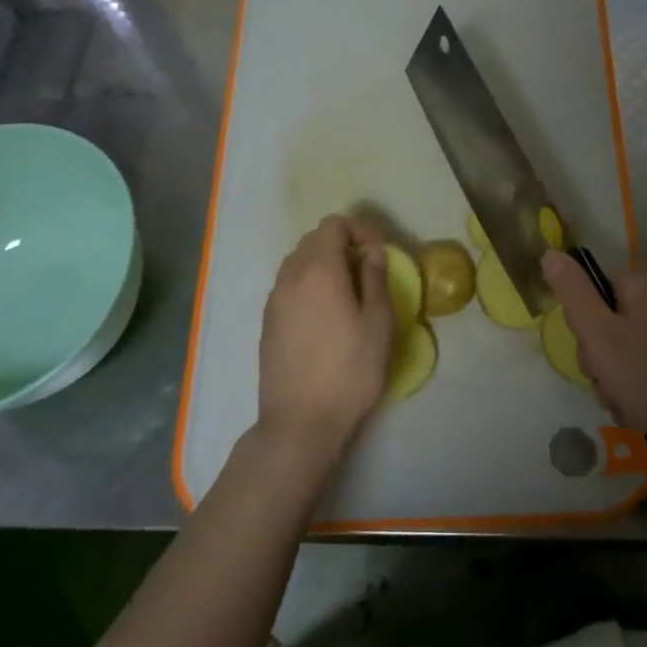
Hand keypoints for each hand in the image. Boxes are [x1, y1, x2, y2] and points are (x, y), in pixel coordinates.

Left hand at [255, 215, 394, 471]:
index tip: (380, 253)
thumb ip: (375, 280)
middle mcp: (290, 277)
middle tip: (367, 270)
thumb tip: (373, 254)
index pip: (333, 225)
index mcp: (319, 270)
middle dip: (342, 245)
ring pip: (297, 262)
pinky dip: (308, 285)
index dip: (360, 230)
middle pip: (313, 240)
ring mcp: (273, 300)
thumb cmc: (350, 371)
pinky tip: (325, 315)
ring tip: (347, 292)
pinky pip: (288, 286)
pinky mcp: (267, 323)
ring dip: (323, 264)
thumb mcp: (378, 324)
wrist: (300, 422)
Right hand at [541, 251, 646, 451]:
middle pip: (599, 325)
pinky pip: (631, 372)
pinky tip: (635, 408)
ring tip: (623, 399)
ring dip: (608, 381)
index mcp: (640, 286)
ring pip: (612, 354)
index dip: (583, 326)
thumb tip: (549, 252)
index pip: (588, 294)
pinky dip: (627, 391)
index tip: (594, 350)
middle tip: (608, 378)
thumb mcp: (599, 333)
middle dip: (596, 360)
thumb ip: (573, 292)